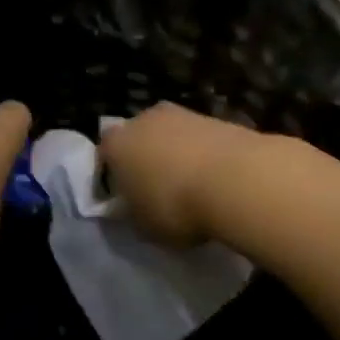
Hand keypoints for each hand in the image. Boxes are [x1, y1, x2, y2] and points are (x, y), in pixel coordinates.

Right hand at [99, 102, 265, 247]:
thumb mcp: (144, 226)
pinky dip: (202, 154)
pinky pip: (199, 139)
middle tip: (157, 189)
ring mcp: (181, 113)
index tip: (125, 198)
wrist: (235, 179)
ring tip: (191, 186)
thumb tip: (136, 207)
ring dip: (176, 154)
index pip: (104, 155)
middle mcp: (143, 120)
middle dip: (145, 159)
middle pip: (138, 138)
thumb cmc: (175, 206)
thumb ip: (133, 213)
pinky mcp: (215, 117)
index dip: (113, 176)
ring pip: (170, 135)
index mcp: (116, 144)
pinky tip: (214, 179)